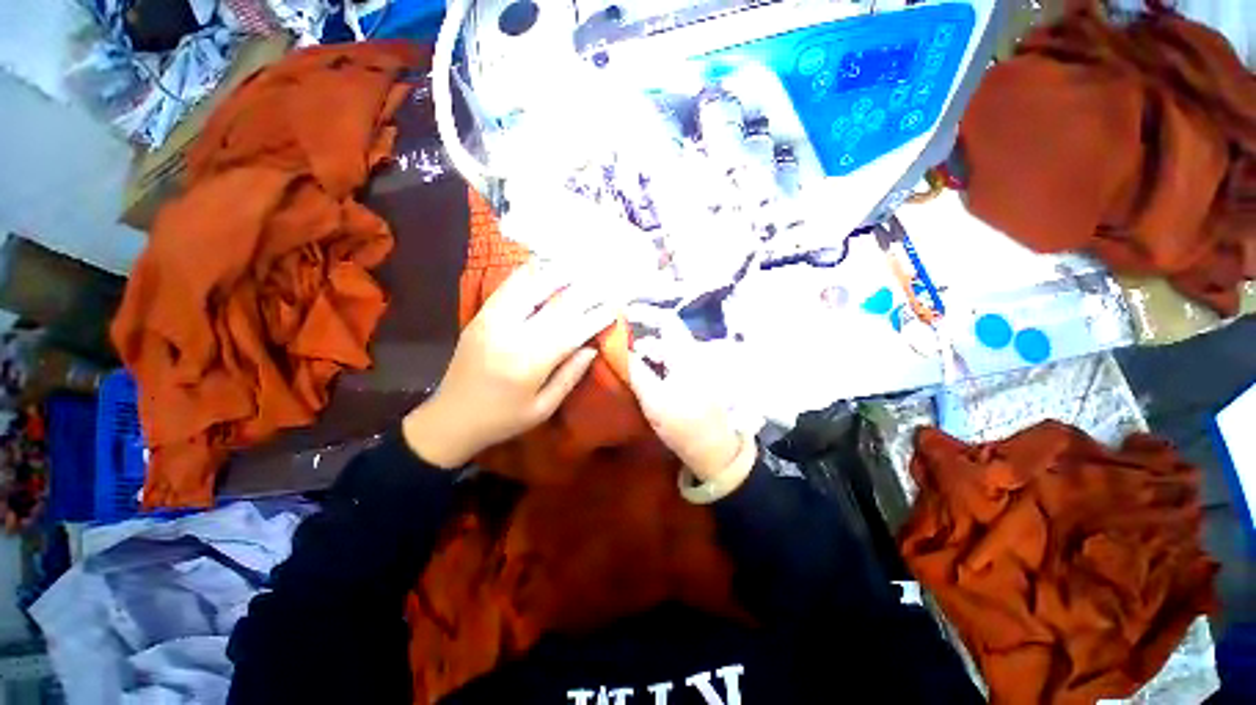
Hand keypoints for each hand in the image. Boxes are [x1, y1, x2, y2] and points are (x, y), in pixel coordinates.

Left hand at [404, 264, 617, 467]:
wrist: (450, 418)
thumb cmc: (502, 419)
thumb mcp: (543, 408)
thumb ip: (569, 376)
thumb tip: (591, 347)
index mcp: (529, 363)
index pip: (571, 331)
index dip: (595, 318)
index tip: (613, 308)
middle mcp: (511, 335)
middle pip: (555, 305)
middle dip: (583, 292)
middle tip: (603, 282)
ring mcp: (491, 321)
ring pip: (529, 287)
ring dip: (556, 275)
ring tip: (577, 266)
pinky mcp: (480, 316)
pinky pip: (506, 288)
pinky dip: (526, 274)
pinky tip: (542, 266)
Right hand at [625, 309, 750, 482]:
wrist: (714, 451)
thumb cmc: (685, 424)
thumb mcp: (654, 398)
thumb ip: (635, 371)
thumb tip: (616, 350)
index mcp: (686, 354)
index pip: (666, 321)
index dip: (644, 314)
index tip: (621, 316)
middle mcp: (692, 355)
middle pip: (662, 338)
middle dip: (638, 340)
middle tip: (615, 350)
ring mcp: (693, 369)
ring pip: (665, 353)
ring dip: (644, 356)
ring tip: (623, 365)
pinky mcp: (692, 382)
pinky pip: (669, 365)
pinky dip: (653, 367)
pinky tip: (640, 377)